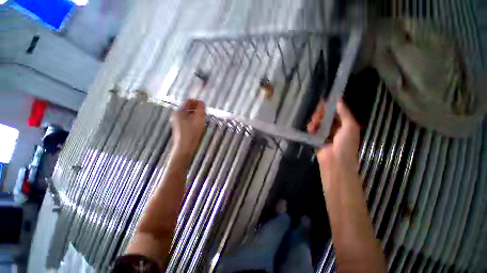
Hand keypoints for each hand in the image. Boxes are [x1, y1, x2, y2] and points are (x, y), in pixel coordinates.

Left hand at [170, 100, 205, 158]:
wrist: (185, 147)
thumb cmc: (192, 133)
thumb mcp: (199, 120)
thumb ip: (201, 109)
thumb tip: (202, 103)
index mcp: (179, 111)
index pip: (188, 101)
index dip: (197, 102)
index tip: (204, 106)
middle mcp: (176, 114)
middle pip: (188, 107)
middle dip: (197, 108)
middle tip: (204, 112)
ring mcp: (177, 121)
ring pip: (188, 113)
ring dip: (196, 113)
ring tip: (203, 117)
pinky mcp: (179, 127)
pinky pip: (187, 118)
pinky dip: (193, 118)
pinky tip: (198, 123)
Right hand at [308, 100, 359, 187]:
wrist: (336, 162)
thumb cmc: (346, 144)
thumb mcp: (350, 127)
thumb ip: (344, 113)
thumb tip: (338, 101)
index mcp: (346, 125)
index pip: (337, 112)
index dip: (331, 107)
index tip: (323, 103)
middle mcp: (336, 128)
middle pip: (327, 117)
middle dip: (321, 114)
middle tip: (317, 115)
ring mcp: (326, 134)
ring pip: (319, 123)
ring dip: (315, 121)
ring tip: (313, 124)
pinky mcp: (317, 139)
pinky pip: (314, 130)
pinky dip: (311, 128)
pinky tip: (310, 129)